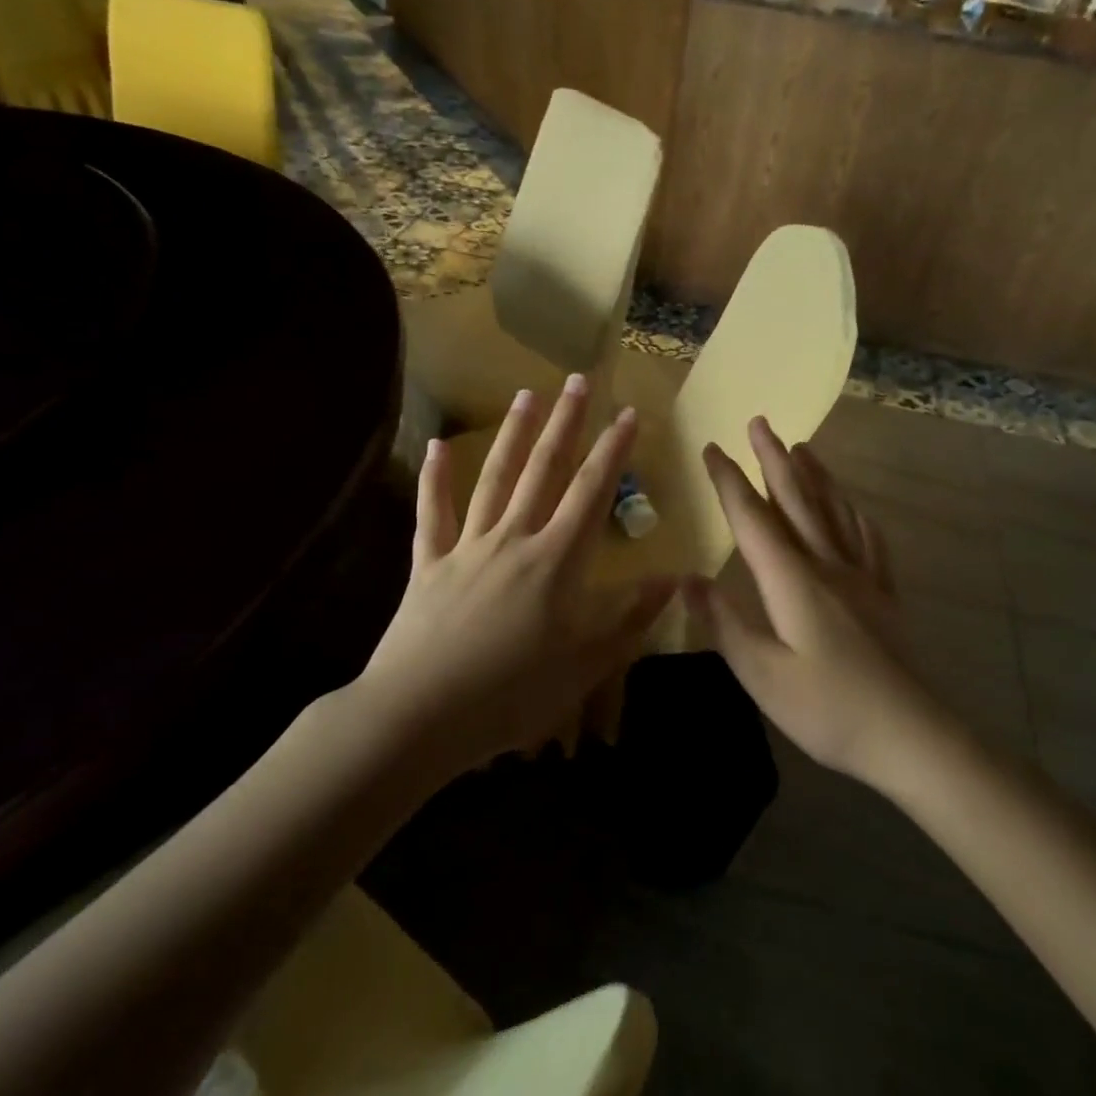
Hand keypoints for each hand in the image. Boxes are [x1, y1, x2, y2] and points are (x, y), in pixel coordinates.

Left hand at [355, 376, 675, 774]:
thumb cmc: (512, 695)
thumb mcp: (587, 665)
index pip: (592, 493)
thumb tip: (675, 579)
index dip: (614, 451)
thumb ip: (631, 619)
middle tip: (578, 380)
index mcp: (556, 562)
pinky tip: (435, 447)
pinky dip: (434, 479)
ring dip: (512, 435)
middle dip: (566, 424)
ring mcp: (466, 548)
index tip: (629, 414)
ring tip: (526, 395)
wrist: (421, 715)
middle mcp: (513, 540)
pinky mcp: (428, 565)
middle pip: (544, 470)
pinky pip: (432, 514)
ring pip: (493, 479)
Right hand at [685, 418, 947, 789]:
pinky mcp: (884, 597)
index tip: (711, 449)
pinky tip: (854, 509)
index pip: (753, 520)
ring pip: (834, 512)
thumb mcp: (762, 674)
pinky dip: (855, 515)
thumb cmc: (828, 709)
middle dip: (774, 460)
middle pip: (797, 501)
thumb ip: (724, 624)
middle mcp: (828, 566)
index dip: (730, 483)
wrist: (911, 736)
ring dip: (815, 476)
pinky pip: (869, 541)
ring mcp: (862, 579)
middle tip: (759, 422)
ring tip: (803, 447)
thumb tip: (686, 580)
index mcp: (793, 581)